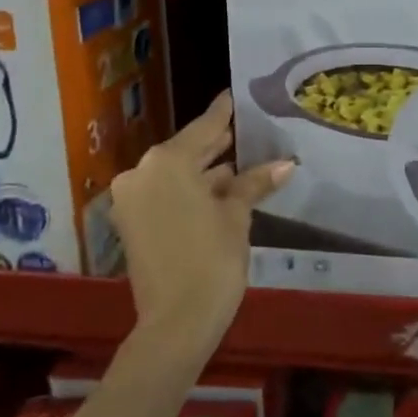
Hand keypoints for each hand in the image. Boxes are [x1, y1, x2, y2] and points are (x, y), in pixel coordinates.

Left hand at [108, 92, 293, 360]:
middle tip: (247, 131)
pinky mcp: (132, 222)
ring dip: (205, 171)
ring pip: (175, 174)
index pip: (204, 127)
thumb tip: (286, 163)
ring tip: (242, 162)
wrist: (177, 321)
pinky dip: (190, 191)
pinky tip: (221, 189)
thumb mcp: (237, 216)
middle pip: (187, 150)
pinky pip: (165, 194)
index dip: (224, 112)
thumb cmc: (212, 259)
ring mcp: (132, 198)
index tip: (235, 95)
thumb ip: (254, 183)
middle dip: (217, 145)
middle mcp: (142, 172)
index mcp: (167, 161)